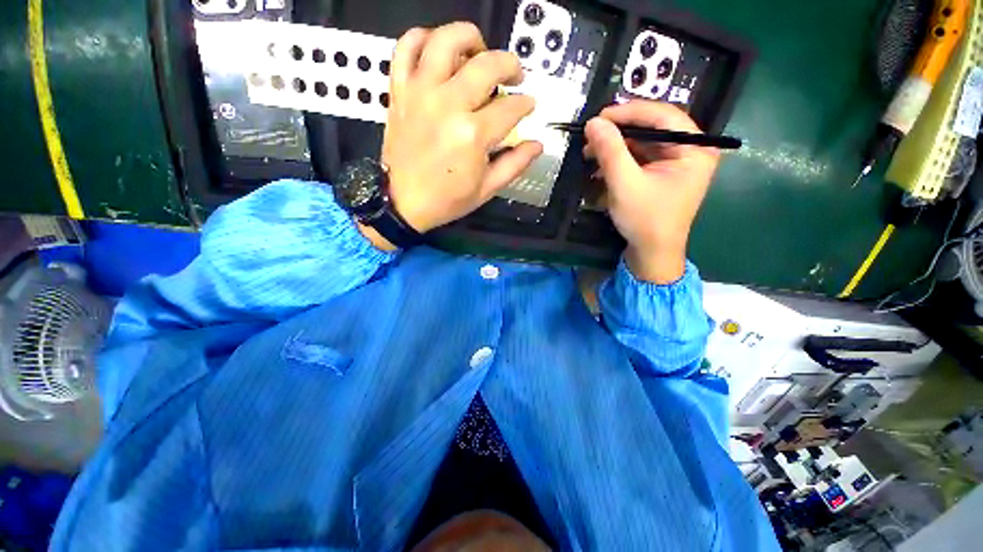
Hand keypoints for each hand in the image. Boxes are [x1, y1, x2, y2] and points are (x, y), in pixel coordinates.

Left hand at [381, 23, 543, 234]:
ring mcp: (420, 92)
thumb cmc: (443, 197)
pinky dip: (421, 38)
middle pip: (488, 63)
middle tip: (510, 76)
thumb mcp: (487, 188)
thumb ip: (517, 162)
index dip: (525, 103)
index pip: (513, 104)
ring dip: (468, 38)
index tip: (525, 105)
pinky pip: (404, 49)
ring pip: (445, 41)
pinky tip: (437, 47)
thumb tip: (538, 143)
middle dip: (510, 65)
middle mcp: (446, 105)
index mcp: (472, 134)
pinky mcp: (400, 89)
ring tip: (476, 52)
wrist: (395, 202)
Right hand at [584, 101, 719, 283]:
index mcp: (696, 150)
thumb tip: (593, 121)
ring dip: (620, 135)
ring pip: (648, 129)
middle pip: (656, 119)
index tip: (600, 117)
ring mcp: (682, 155)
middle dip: (624, 122)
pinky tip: (602, 153)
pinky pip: (645, 143)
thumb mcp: (625, 184)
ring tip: (592, 144)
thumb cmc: (647, 222)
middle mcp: (694, 147)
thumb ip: (610, 149)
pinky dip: (624, 146)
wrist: (654, 255)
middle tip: (595, 128)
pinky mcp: (669, 163)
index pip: (664, 114)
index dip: (631, 111)